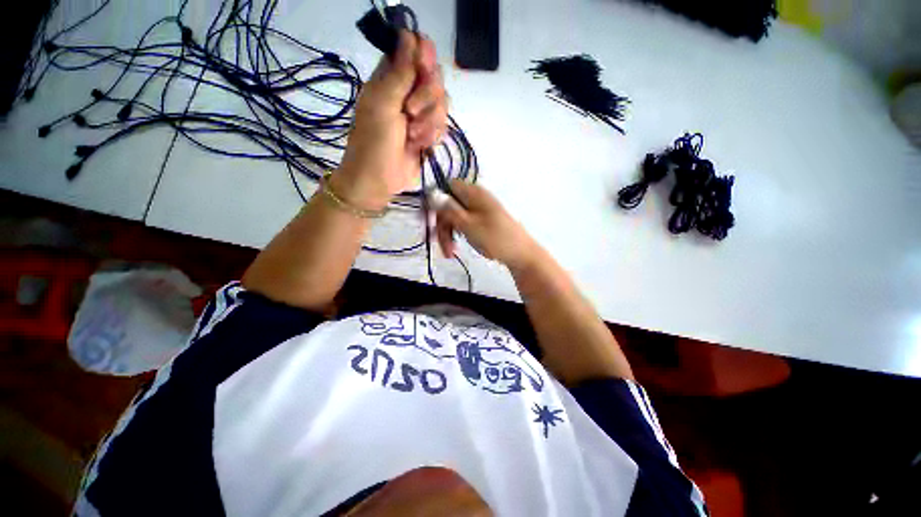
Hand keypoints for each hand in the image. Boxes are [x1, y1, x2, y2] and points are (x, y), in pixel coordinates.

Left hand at [333, 31, 447, 208]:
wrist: (379, 180)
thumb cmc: (374, 142)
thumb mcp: (383, 104)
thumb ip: (399, 73)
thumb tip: (409, 35)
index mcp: (390, 78)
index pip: (414, 52)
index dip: (423, 57)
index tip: (423, 71)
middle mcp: (407, 92)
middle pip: (435, 78)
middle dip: (428, 97)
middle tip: (411, 112)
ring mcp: (419, 114)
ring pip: (442, 103)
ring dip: (430, 121)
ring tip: (413, 136)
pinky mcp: (428, 134)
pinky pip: (443, 125)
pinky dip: (433, 135)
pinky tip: (420, 145)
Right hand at [435, 180, 539, 271]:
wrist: (521, 254)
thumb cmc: (495, 238)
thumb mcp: (468, 225)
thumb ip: (449, 210)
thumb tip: (431, 194)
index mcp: (473, 193)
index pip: (447, 187)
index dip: (435, 201)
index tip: (428, 219)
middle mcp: (476, 198)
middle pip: (449, 206)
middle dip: (443, 226)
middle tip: (442, 245)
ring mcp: (480, 211)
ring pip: (455, 218)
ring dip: (449, 235)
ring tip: (451, 253)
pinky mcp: (482, 222)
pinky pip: (464, 225)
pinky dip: (458, 236)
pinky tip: (458, 248)